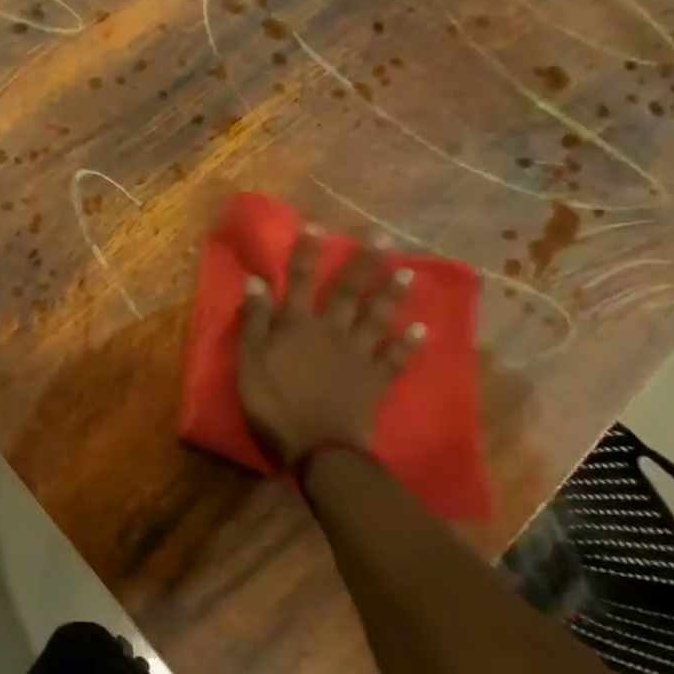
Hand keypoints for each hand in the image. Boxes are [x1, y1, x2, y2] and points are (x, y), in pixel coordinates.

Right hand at [237, 233, 423, 465]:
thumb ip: (255, 320)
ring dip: (392, 294)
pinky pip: (395, 359)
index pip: (300, 280)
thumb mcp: (250, 360)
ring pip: (377, 318)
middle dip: (363, 263)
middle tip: (383, 238)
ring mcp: (358, 355)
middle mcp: (332, 330)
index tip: (317, 225)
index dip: (307, 253)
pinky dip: (409, 344)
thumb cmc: (275, 402)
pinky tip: (422, 330)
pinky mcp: (376, 380)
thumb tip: (256, 280)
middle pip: (348, 291)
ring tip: (408, 271)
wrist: (319, 447)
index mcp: (298, 324)